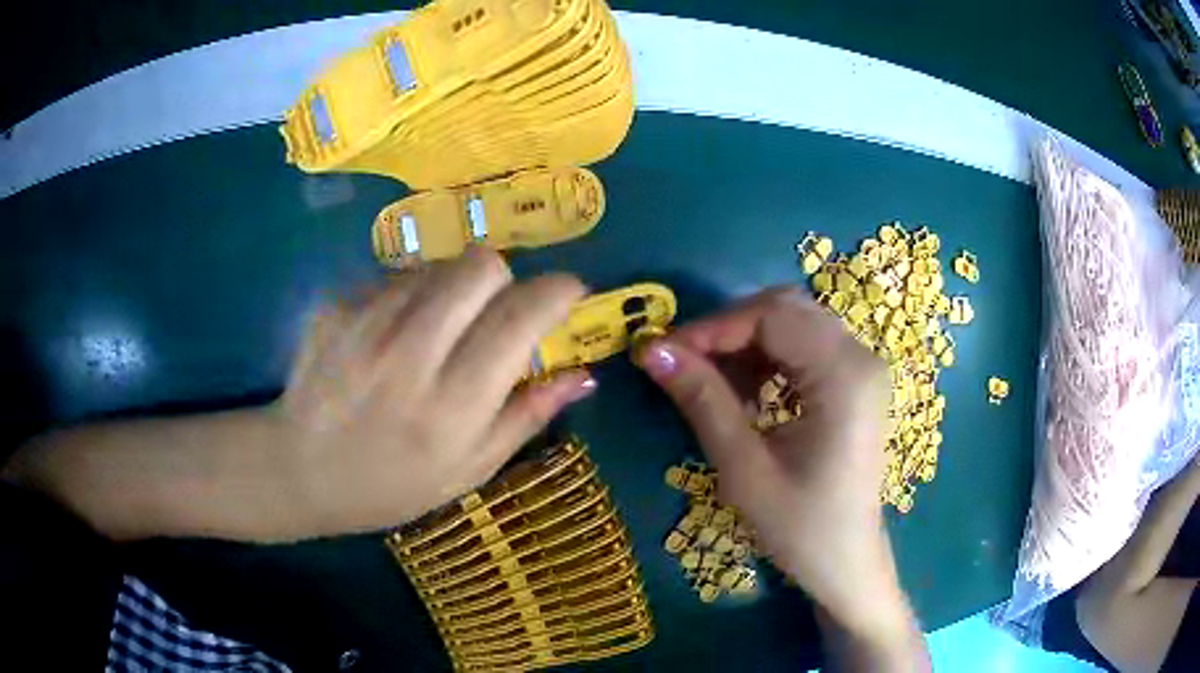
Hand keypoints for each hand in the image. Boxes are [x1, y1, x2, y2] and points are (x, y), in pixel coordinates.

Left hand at [275, 248, 594, 535]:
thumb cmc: (392, 485)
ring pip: (437, 266)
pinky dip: (410, 297)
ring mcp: (366, 324)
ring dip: (454, 289)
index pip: (520, 318)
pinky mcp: (336, 307)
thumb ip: (526, 417)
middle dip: (504, 279)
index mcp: (453, 404)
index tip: (568, 293)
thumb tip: (583, 376)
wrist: (299, 471)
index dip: (558, 292)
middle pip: (480, 266)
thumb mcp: (469, 469)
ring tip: (439, 330)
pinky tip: (393, 336)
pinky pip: (394, 278)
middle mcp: (410, 353)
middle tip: (496, 312)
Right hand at [636, 288, 902, 632]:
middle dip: (727, 330)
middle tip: (682, 363)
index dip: (711, 328)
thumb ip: (702, 401)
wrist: (847, 563)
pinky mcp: (855, 381)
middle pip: (785, 309)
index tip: (662, 351)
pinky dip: (767, 357)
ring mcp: (862, 367)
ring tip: (710, 382)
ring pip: (794, 323)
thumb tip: (651, 350)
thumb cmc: (800, 528)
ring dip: (746, 343)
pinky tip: (745, 393)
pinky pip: (805, 346)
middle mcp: (861, 356)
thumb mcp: (745, 470)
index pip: (771, 317)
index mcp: (844, 376)